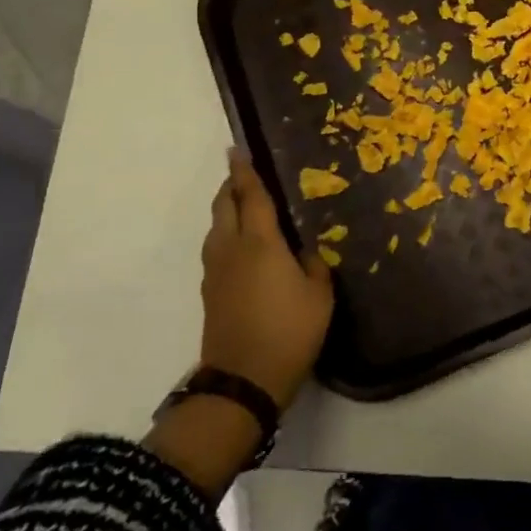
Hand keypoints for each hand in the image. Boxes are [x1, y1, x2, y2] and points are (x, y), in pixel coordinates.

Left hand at [197, 149, 334, 408]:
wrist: (243, 381)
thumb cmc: (289, 331)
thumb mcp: (319, 294)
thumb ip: (314, 263)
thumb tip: (305, 250)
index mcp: (260, 242)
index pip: (250, 195)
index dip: (245, 171)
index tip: (238, 149)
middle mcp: (231, 248)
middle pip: (223, 206)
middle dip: (231, 185)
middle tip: (245, 173)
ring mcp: (216, 271)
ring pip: (215, 227)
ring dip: (226, 209)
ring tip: (245, 205)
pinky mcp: (211, 291)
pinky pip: (216, 248)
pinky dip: (226, 234)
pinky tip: (244, 245)